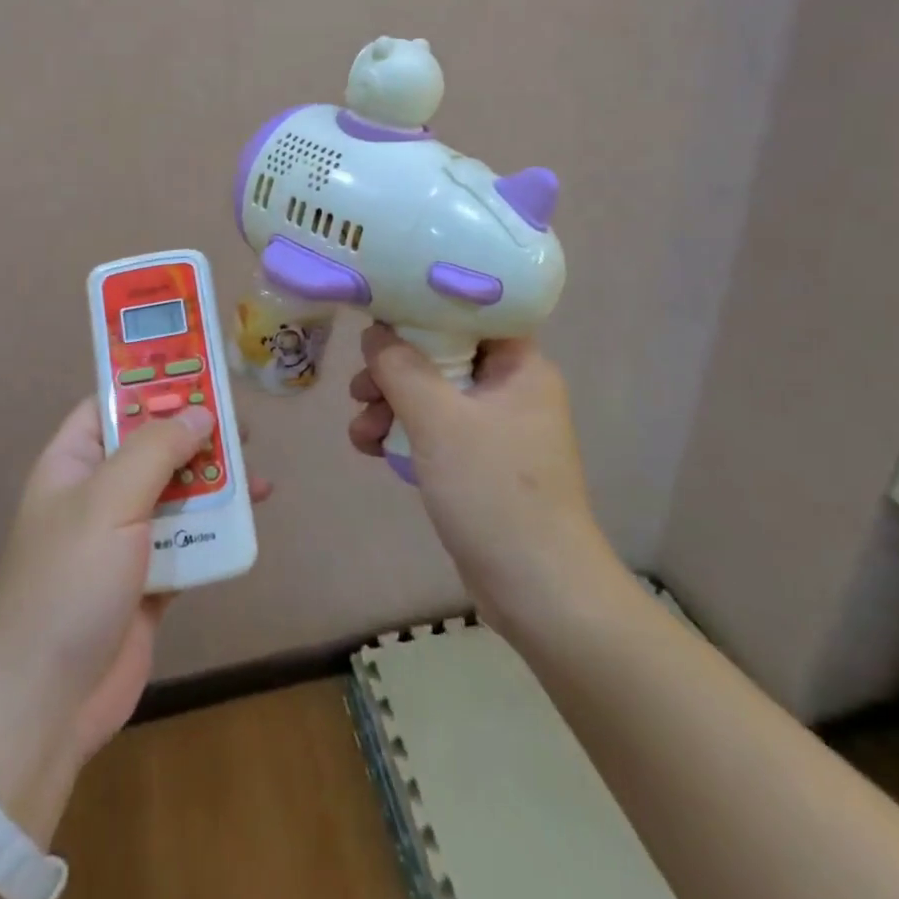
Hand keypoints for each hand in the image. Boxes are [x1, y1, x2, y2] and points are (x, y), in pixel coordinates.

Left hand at [0, 399, 271, 839]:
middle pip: (153, 447)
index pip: (113, 404)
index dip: (154, 385)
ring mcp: (123, 538)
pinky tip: (251, 518)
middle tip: (243, 428)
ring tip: (258, 474)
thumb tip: (200, 413)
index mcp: (73, 462)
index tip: (203, 375)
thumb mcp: (109, 500)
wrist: (47, 703)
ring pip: (177, 493)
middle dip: (196, 436)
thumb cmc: (70, 582)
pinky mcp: (149, 579)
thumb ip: (157, 449)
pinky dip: (217, 528)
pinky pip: (190, 540)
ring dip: (215, 483)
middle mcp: (98, 493)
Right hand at [348, 324, 612, 623]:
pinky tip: (371, 449)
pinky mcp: (480, 462)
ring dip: (390, 406)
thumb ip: (400, 367)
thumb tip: (375, 332)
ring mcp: (496, 428)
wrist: (538, 590)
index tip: (379, 316)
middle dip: (393, 371)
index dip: (422, 308)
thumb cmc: (493, 490)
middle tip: (360, 390)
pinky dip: (403, 434)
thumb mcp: (438, 420)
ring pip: (432, 395)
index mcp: (519, 366)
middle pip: (441, 355)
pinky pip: (435, 430)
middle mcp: (511, 389)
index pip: (469, 312)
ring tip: (361, 432)